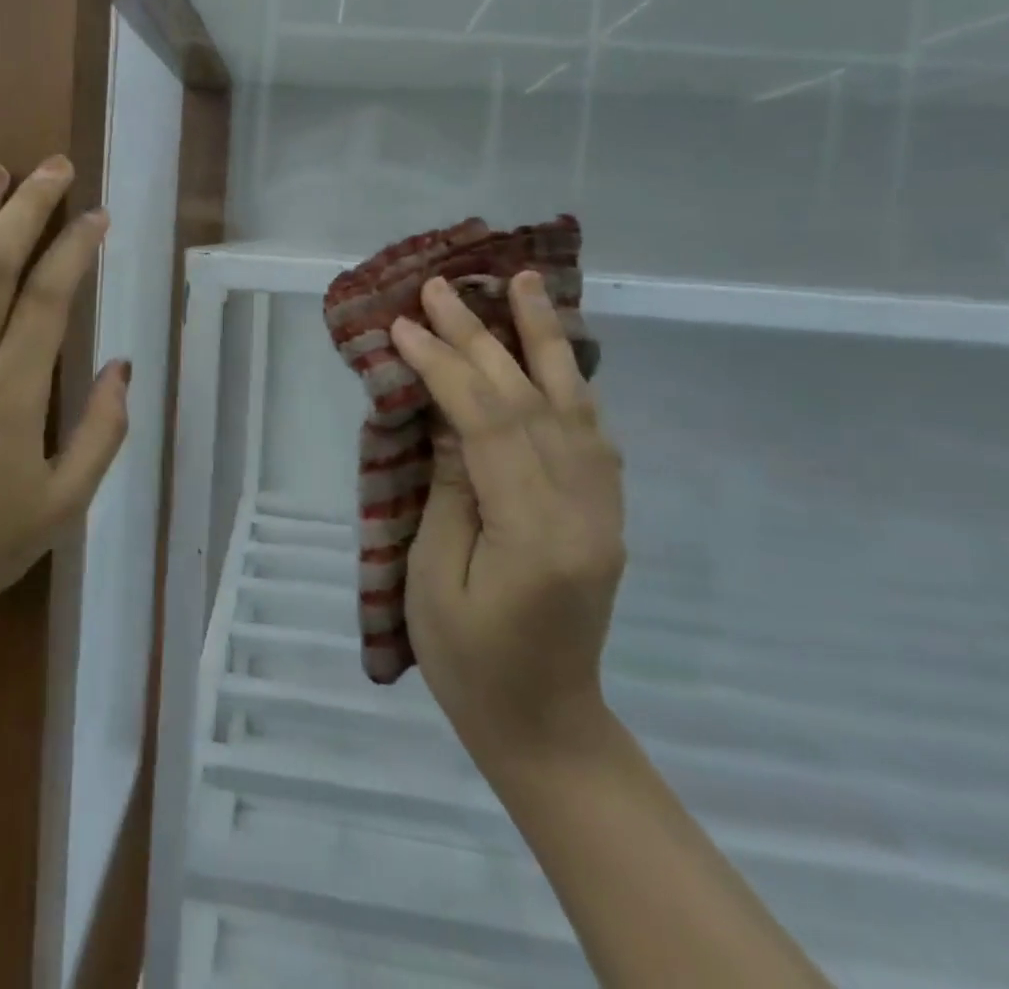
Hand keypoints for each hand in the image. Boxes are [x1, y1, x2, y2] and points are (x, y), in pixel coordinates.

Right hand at [392, 270, 625, 763]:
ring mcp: (604, 510)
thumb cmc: (470, 663)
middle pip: (531, 402)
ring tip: (525, 283)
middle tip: (444, 287)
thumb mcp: (435, 576)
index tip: (403, 326)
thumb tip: (448, 413)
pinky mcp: (604, 512)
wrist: (546, 726)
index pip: (488, 424)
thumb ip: (449, 488)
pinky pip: (590, 430)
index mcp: (535, 534)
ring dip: (545, 339)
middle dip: (482, 337)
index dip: (443, 367)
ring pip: (575, 404)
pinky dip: (568, 380)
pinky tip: (552, 350)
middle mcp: (583, 510)